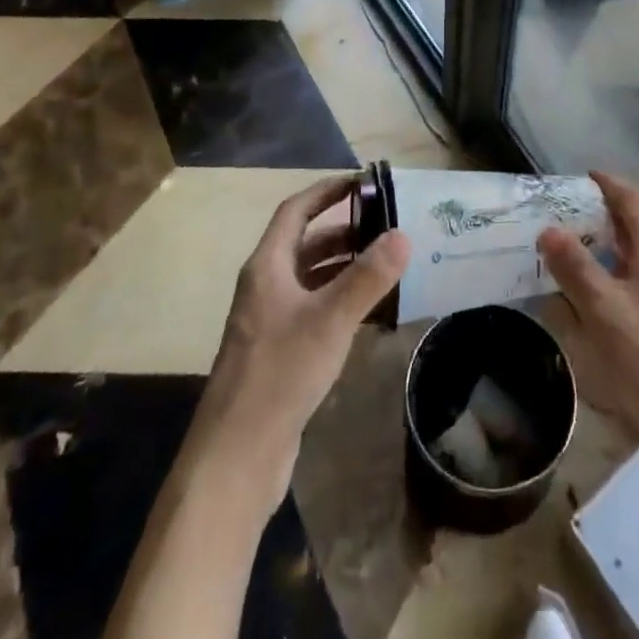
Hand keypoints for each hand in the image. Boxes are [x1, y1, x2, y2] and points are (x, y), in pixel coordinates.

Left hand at [190, 175, 410, 509]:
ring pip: (310, 279)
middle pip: (305, 243)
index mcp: (267, 266)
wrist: (237, 457)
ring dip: (344, 267)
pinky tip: (369, 313)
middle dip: (343, 230)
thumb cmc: (280, 374)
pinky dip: (339, 301)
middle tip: (385, 226)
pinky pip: (313, 310)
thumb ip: (368, 277)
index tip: (362, 181)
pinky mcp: (279, 353)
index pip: (296, 211)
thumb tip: (402, 234)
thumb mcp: (330, 320)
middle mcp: (265, 287)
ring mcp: (270, 322)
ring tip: (385, 264)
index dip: (326, 191)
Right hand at [538, 172, 638, 460]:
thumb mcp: (603, 309)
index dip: (607, 184)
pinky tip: (599, 291)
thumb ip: (574, 266)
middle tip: (567, 212)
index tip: (580, 177)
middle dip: (605, 213)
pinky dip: (619, 270)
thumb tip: (548, 229)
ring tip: (575, 248)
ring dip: (611, 244)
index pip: (634, 199)